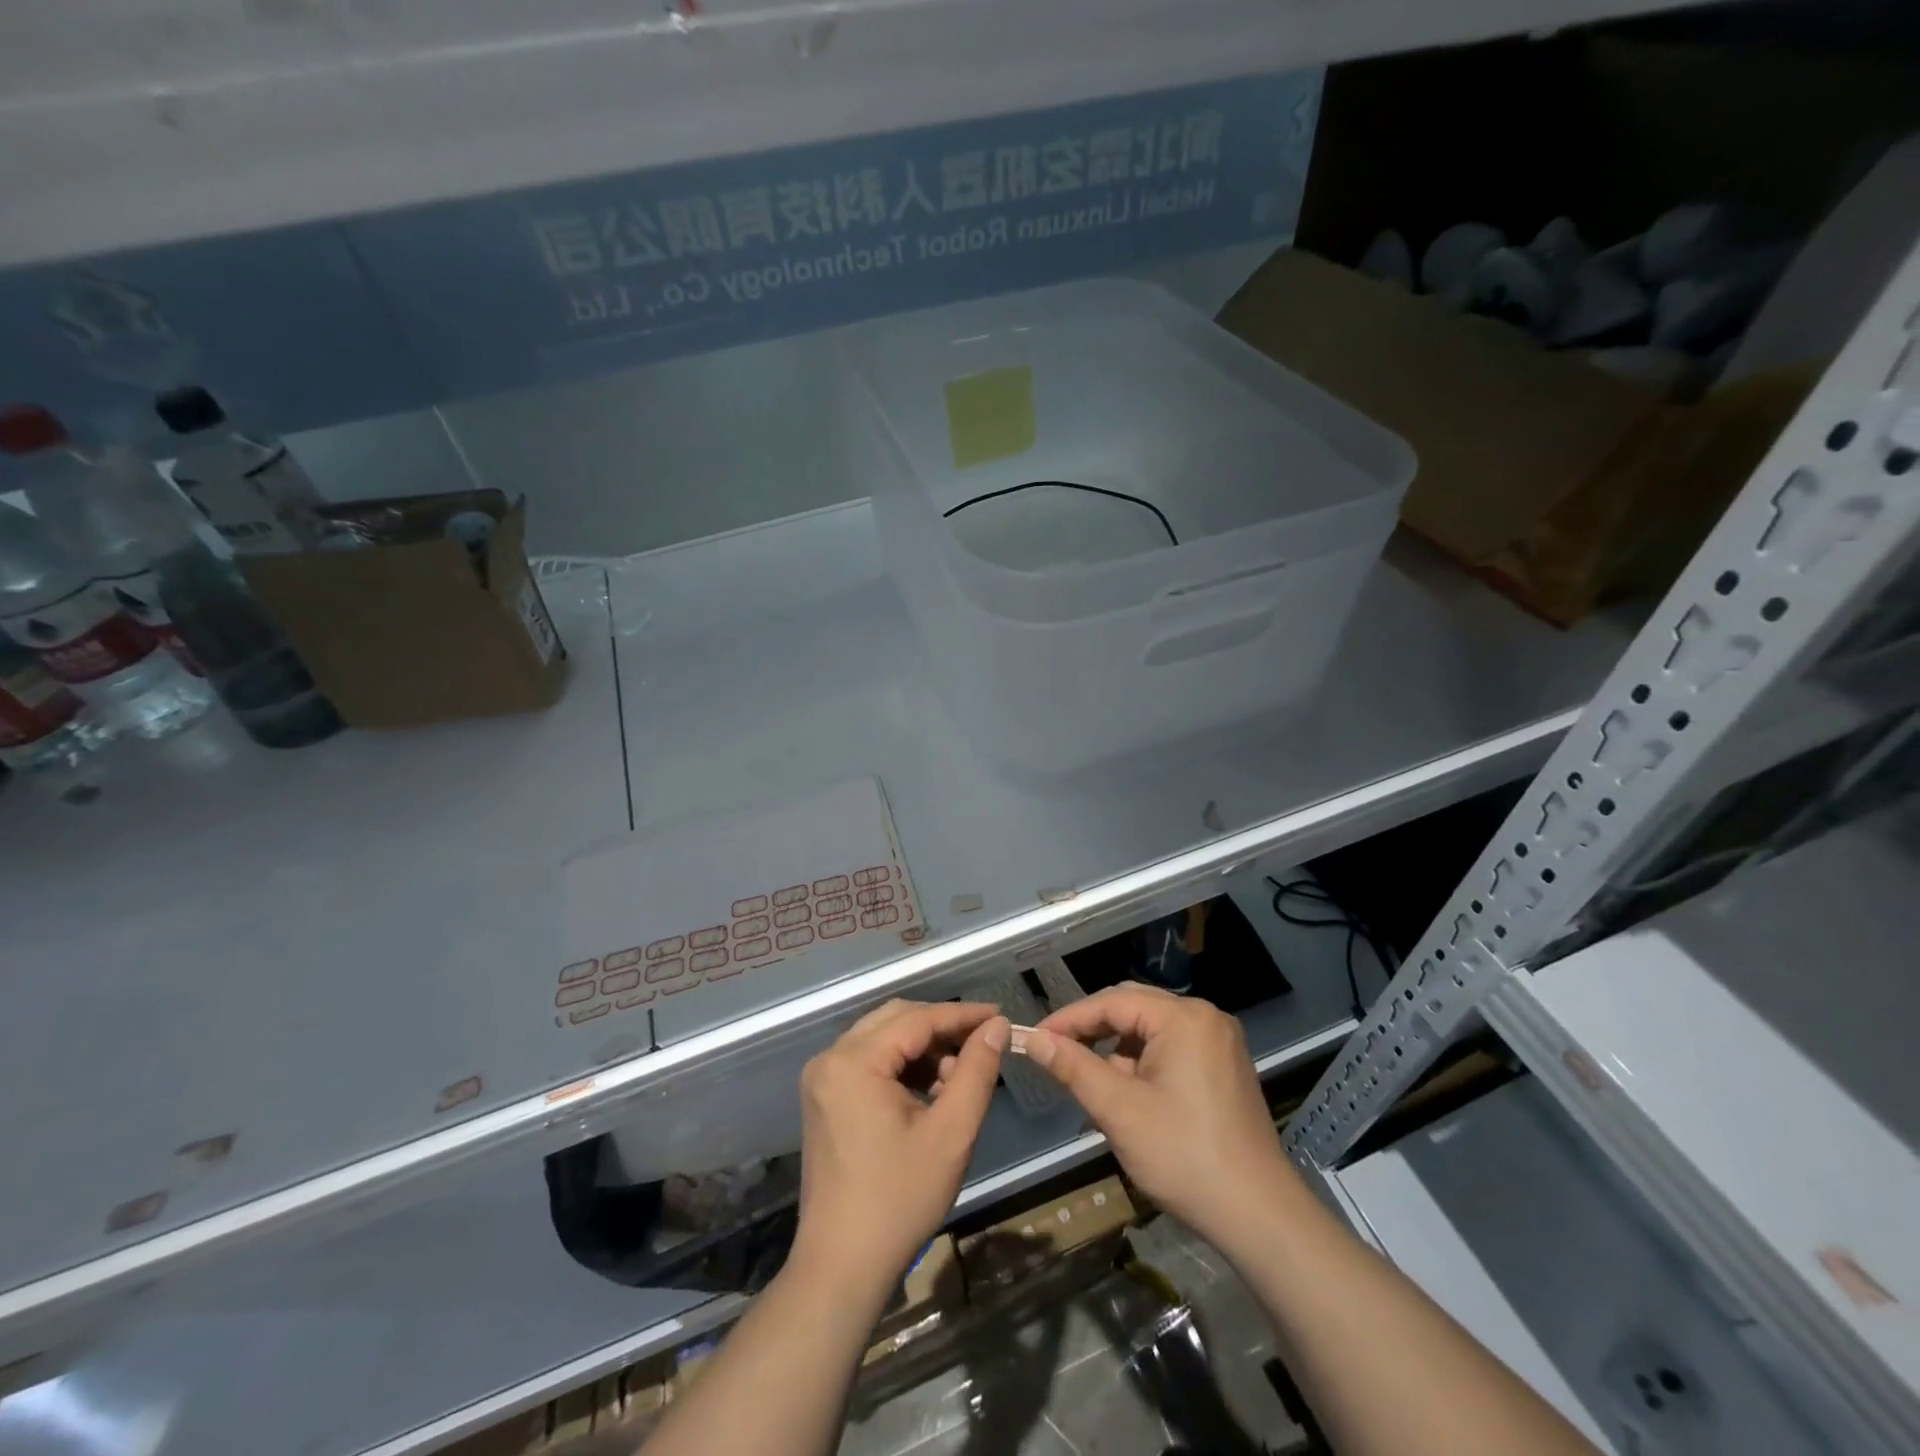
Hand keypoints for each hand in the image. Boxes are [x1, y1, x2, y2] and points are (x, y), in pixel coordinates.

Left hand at [790, 1000, 1007, 1299]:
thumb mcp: (951, 1134)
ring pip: (882, 1038)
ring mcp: (823, 1078)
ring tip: (958, 1077)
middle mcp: (831, 1058)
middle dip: (942, 1028)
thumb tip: (996, 1027)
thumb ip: (976, 1071)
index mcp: (854, 1061)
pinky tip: (930, 1091)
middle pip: (896, 1019)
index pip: (917, 1018)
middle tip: (983, 1044)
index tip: (1000, 1017)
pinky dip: (902, 1066)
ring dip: (923, 1048)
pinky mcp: (824, 1098)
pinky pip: (869, 1061)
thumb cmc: (899, 1200)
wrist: (841, 1266)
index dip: (962, 1015)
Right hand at [1025, 985, 1298, 1250]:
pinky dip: (1144, 1061)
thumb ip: (1073, 1067)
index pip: (1111, 1002)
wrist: (1259, 1216)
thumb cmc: (1184, 1157)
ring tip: (1094, 1082)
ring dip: (1118, 1048)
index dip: (1069, 1019)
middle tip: (1057, 1053)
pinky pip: (1173, 1045)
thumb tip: (1032, 1039)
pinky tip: (1130, 1092)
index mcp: (1183, 1018)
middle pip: (1133, 1007)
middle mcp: (1205, 1016)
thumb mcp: (1119, 1111)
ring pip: (1152, 1028)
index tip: (1035, 1038)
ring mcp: (1220, 1040)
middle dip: (1093, 1030)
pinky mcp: (1226, 1065)